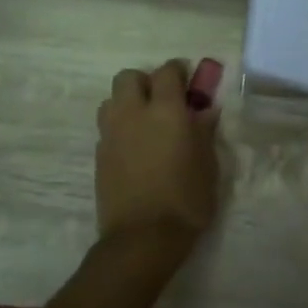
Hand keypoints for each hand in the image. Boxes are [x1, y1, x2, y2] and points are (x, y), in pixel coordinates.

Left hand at [95, 61, 219, 241]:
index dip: (179, 70)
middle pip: (129, 77)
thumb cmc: (187, 198)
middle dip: (146, 81)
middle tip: (165, 100)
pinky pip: (107, 127)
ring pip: (112, 100)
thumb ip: (204, 132)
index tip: (190, 80)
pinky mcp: (99, 155)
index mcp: (167, 111)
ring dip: (128, 102)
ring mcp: (111, 134)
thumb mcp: (208, 164)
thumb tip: (205, 111)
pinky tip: (137, 147)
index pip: (167, 72)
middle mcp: (133, 114)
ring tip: (147, 122)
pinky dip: (121, 127)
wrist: (143, 237)